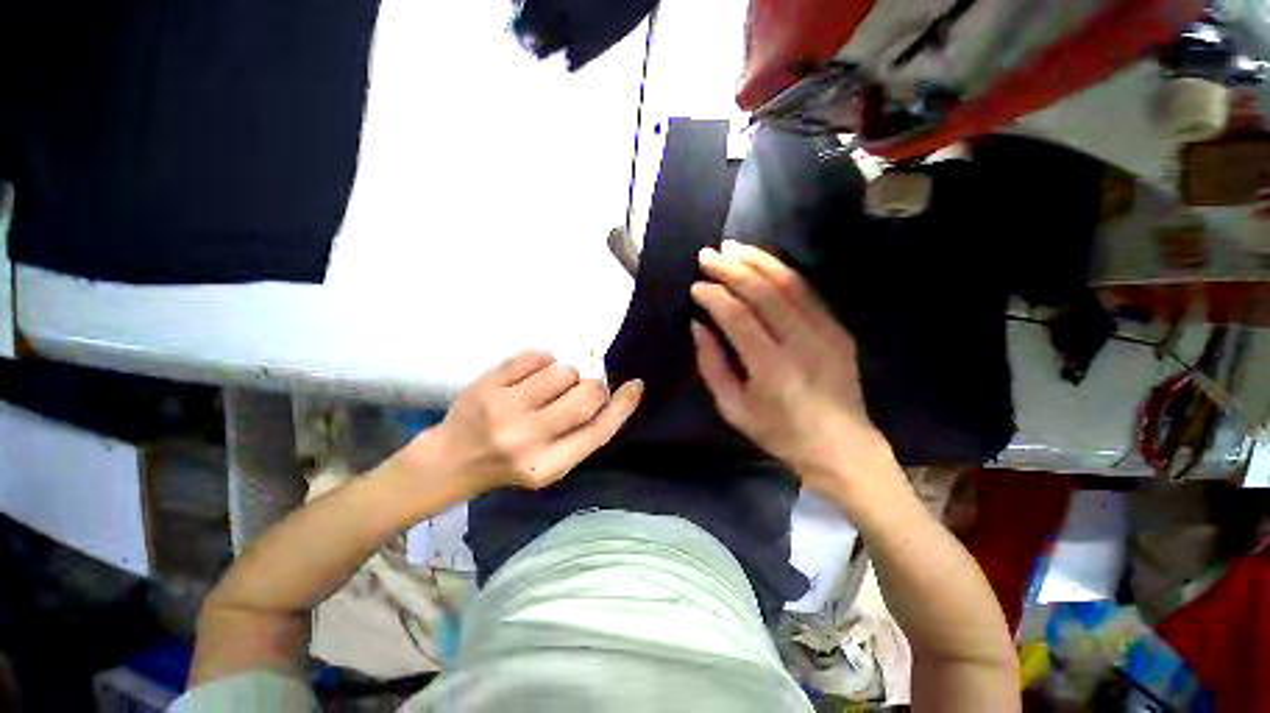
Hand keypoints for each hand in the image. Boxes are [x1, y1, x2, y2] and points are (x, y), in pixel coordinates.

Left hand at [422, 351, 641, 492]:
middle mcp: (528, 439)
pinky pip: (536, 356)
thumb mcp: (550, 464)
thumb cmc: (508, 463)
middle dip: (592, 386)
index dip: (623, 406)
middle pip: (587, 395)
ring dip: (565, 374)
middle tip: (579, 388)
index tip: (635, 386)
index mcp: (549, 466)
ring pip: (564, 371)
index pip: (599, 431)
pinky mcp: (487, 385)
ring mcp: (505, 409)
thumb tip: (612, 396)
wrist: (451, 460)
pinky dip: (541, 361)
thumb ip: (581, 435)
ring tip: (547, 387)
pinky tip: (529, 376)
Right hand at [691, 240, 895, 493]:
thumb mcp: (733, 408)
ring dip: (757, 260)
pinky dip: (781, 271)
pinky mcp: (839, 329)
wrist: (841, 446)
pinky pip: (807, 290)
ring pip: (789, 283)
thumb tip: (698, 324)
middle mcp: (802, 344)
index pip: (738, 318)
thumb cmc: (779, 432)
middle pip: (764, 292)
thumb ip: (712, 364)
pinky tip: (762, 262)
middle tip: (708, 255)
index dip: (714, 297)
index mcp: (772, 370)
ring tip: (732, 248)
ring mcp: (826, 333)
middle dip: (731, 269)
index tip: (696, 286)